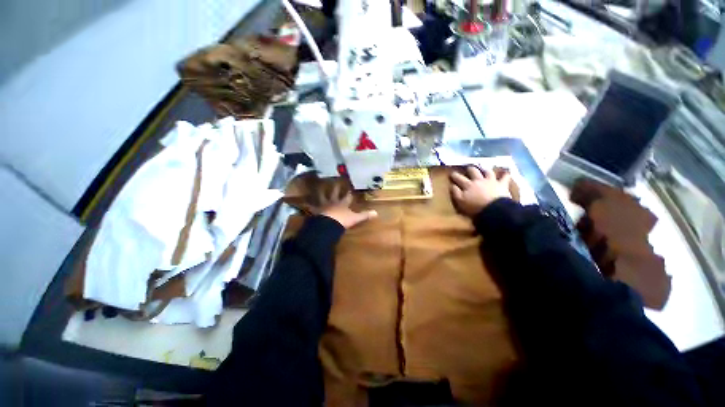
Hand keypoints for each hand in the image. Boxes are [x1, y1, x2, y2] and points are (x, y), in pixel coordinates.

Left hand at [304, 182, 377, 228]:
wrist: (329, 224)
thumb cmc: (343, 220)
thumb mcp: (355, 218)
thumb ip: (364, 215)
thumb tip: (376, 213)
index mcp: (343, 204)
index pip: (347, 196)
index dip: (349, 192)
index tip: (350, 186)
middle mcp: (333, 201)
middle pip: (335, 192)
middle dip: (336, 186)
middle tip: (335, 179)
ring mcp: (324, 205)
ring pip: (322, 195)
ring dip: (321, 191)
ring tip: (318, 185)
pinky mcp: (316, 210)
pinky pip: (311, 205)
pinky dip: (306, 203)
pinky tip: (302, 201)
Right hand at [450, 166, 511, 216]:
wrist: (494, 209)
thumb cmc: (475, 207)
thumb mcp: (461, 201)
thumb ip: (456, 192)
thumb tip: (452, 185)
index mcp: (468, 185)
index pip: (459, 178)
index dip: (455, 175)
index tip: (452, 173)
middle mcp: (479, 180)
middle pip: (473, 172)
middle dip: (470, 169)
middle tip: (468, 168)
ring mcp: (491, 181)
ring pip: (488, 172)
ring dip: (485, 169)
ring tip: (484, 168)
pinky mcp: (502, 184)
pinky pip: (505, 177)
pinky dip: (505, 174)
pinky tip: (506, 172)